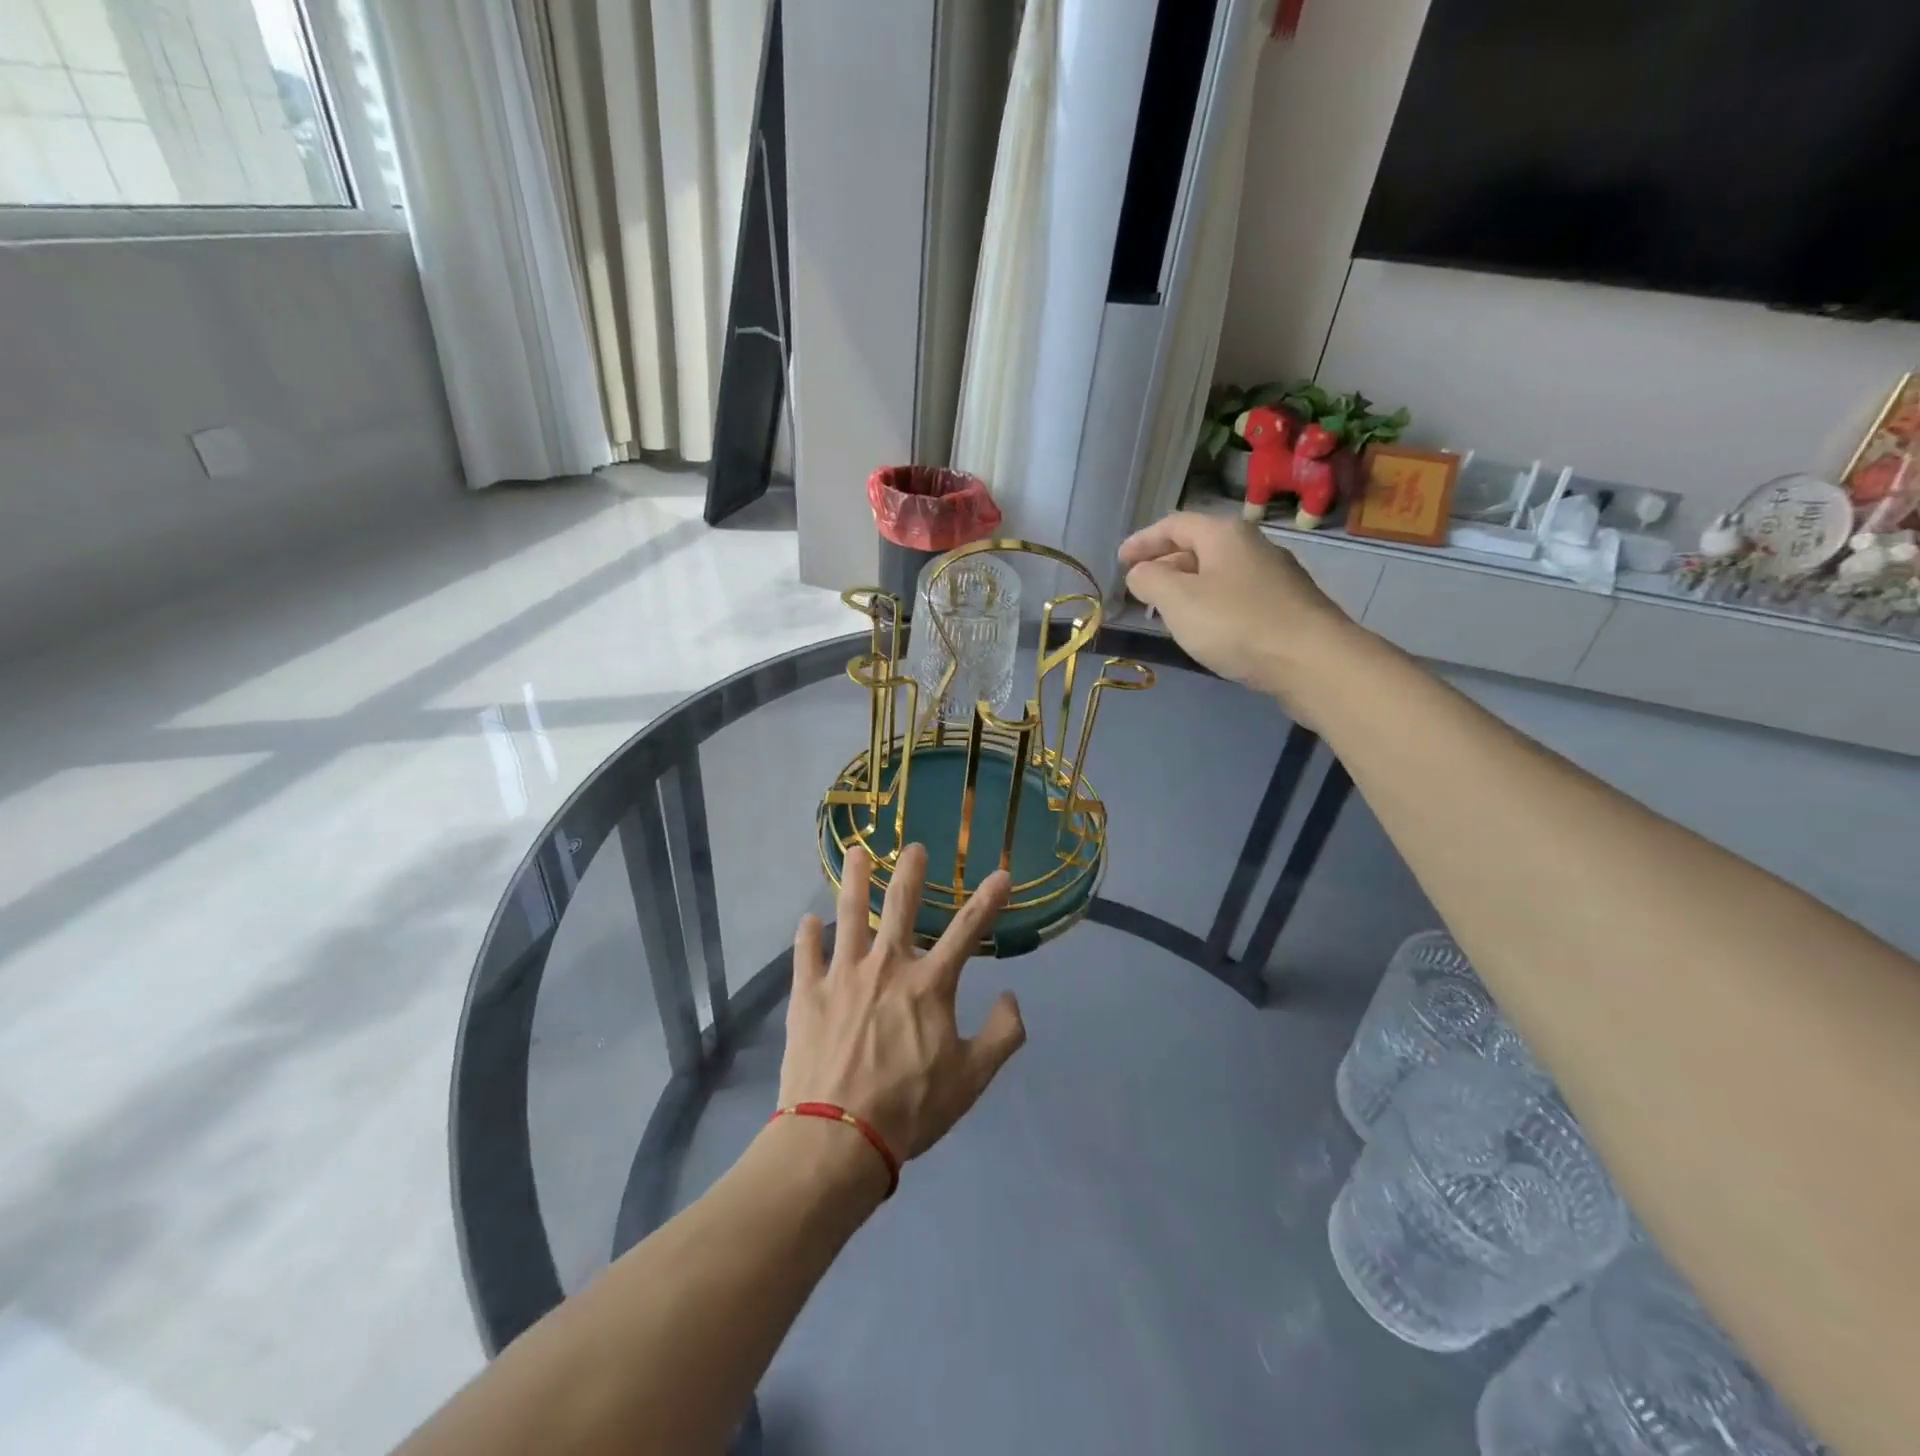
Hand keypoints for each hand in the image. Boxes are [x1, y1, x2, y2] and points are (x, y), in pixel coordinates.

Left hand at [780, 846, 1026, 1165]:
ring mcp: (842, 974)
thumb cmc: (910, 1108)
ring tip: (855, 852)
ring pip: (848, 914)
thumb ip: (1001, 1035)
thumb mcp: (971, 1079)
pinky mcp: (807, 992)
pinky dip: (807, 935)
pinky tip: (807, 921)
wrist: (837, 1138)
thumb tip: (1011, 997)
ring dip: (853, 880)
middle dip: (910, 871)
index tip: (1000, 873)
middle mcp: (887, 965)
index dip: (988, 899)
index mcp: (929, 984)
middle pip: (900, 904)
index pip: (967, 930)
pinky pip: (806, 953)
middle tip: (913, 846)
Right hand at [1120, 512, 1354, 707]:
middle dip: (1165, 565)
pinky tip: (1206, 630)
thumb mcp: (1178, 600)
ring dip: (1187, 588)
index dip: (1143, 541)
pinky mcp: (1286, 607)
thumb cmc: (1236, 624)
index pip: (1174, 525)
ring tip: (1167, 612)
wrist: (1312, 662)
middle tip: (1140, 589)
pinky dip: (1211, 605)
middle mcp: (1252, 546)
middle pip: (1198, 547)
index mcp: (1224, 534)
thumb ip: (1150, 581)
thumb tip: (1140, 572)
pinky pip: (1236, 597)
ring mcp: (1274, 577)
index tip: (1120, 561)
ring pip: (1218, 574)